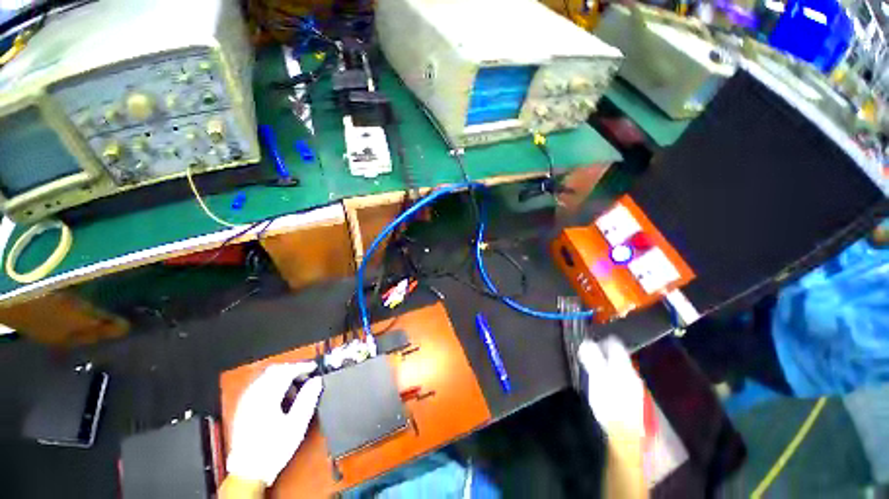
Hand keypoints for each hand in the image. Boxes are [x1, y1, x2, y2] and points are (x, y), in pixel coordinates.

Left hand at [226, 362, 322, 485]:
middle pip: (274, 371)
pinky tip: (280, 395)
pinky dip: (272, 383)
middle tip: (306, 376)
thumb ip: (307, 399)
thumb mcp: (296, 425)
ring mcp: (246, 401)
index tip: (314, 367)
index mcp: (266, 397)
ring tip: (295, 387)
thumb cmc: (274, 448)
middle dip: (292, 369)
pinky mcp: (243, 407)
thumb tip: (316, 380)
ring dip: (282, 376)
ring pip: (266, 377)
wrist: (248, 471)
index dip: (302, 366)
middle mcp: (253, 395)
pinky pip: (259, 385)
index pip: (286, 371)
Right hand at [577, 336, 644, 440]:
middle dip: (602, 353)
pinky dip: (610, 380)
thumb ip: (592, 358)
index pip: (613, 343)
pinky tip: (602, 389)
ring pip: (618, 369)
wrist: (628, 436)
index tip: (587, 341)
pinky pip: (619, 382)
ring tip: (591, 372)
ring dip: (605, 367)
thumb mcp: (597, 377)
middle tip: (586, 357)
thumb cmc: (611, 403)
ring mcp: (634, 387)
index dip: (599, 339)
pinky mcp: (632, 401)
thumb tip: (585, 341)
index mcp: (623, 366)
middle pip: (616, 356)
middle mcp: (631, 373)